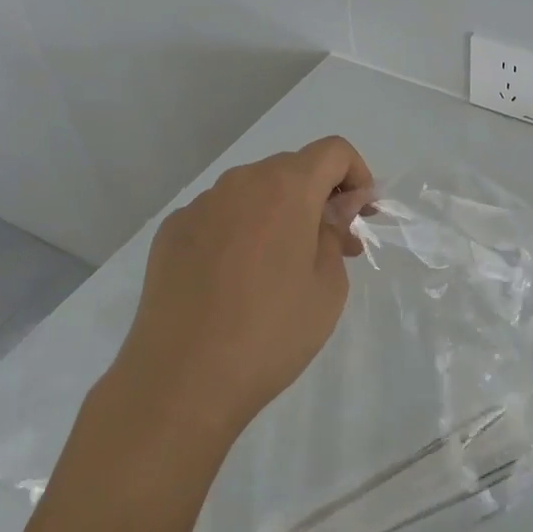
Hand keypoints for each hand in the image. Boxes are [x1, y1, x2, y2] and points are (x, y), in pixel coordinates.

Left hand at [110, 137, 373, 447]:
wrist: (182, 380)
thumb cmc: (272, 332)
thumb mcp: (328, 285)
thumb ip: (335, 231)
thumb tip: (336, 207)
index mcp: (285, 188)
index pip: (333, 151)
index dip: (357, 176)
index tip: (361, 217)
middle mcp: (239, 183)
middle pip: (292, 169)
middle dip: (321, 198)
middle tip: (334, 248)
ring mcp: (199, 207)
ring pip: (253, 193)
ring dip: (281, 214)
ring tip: (286, 267)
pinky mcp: (171, 233)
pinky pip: (220, 217)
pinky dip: (242, 232)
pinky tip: (238, 280)